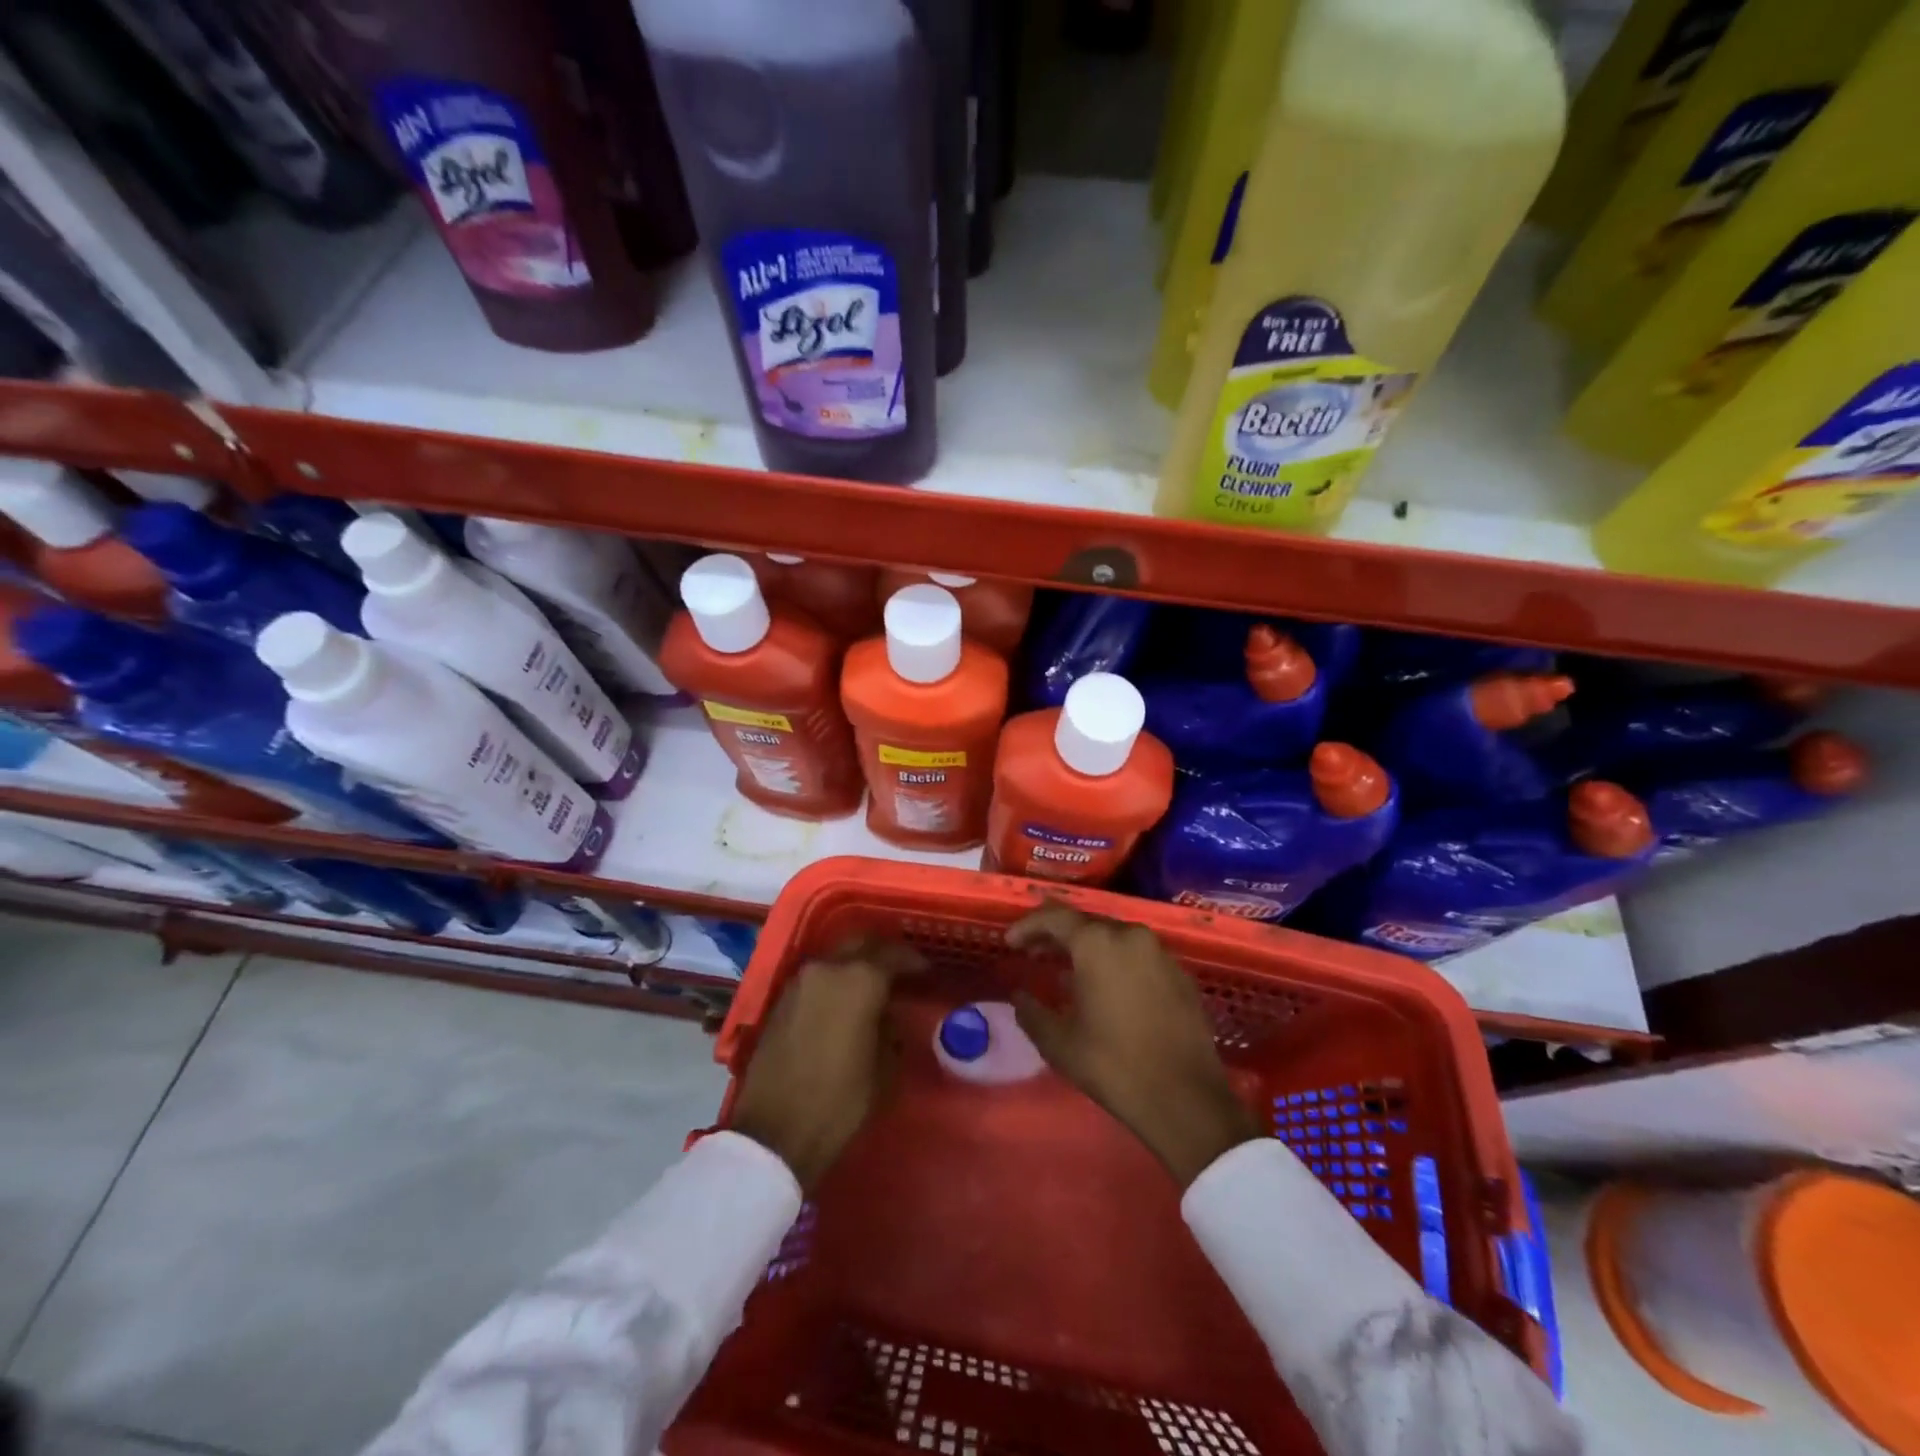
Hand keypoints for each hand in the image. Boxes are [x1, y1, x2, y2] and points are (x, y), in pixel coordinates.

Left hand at [731, 935, 923, 1191]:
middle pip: (860, 943)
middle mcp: (827, 968)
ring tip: (873, 988)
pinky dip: (835, 981)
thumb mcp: (884, 1068)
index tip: (927, 972)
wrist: (773, 1133)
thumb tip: (888, 1013)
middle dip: (882, 952)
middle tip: (900, 970)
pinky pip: (817, 977)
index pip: (893, 954)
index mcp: (858, 979)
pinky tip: (845, 1002)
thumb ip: (891, 1029)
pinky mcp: (780, 1000)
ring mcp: (799, 982)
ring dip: (855, 965)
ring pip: (835, 958)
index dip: (913, 961)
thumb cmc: (839, 1101)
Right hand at [1011, 904, 1258, 1188]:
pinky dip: (1116, 962)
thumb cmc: (1114, 1066)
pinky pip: (1139, 955)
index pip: (1055, 917)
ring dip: (1088, 948)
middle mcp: (1131, 935)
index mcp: (1098, 943)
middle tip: (1035, 953)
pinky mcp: (1181, 974)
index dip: (1028, 926)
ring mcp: (1161, 953)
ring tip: (1067, 971)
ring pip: (1115, 937)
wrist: (1186, 1100)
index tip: (1010, 943)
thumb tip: (1019, 996)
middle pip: (1086, 922)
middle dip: (1057, 935)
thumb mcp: (1059, 1043)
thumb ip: (1031, 1012)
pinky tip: (1107, 988)